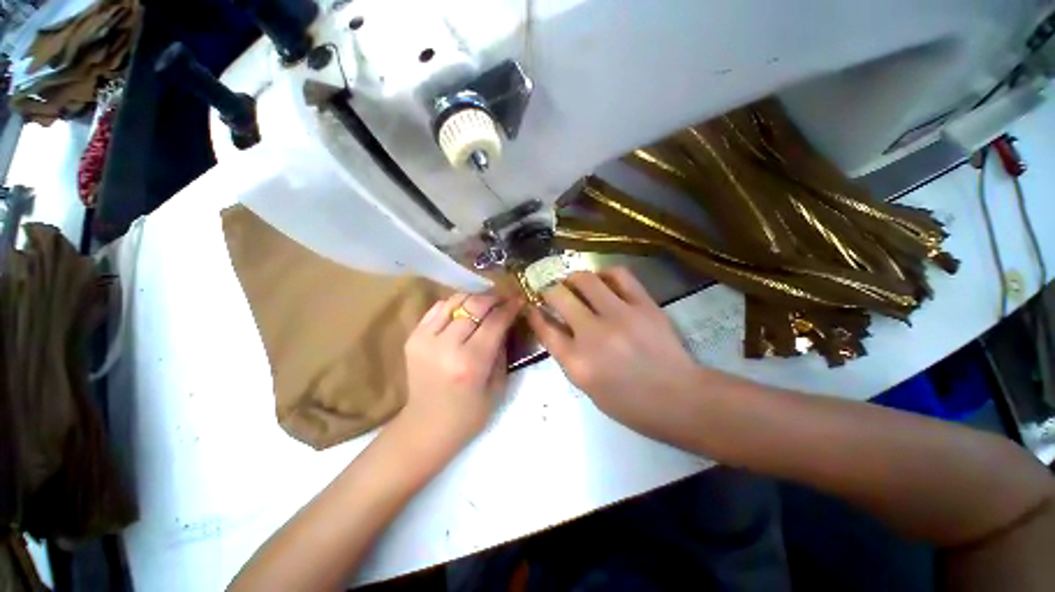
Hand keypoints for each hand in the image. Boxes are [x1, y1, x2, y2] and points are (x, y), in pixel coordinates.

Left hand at [396, 292, 521, 464]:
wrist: (426, 426)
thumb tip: (506, 320)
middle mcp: (446, 346)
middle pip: (474, 306)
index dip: (509, 307)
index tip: (518, 299)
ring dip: (474, 298)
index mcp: (470, 363)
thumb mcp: (497, 385)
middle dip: (493, 298)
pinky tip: (464, 311)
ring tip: (485, 302)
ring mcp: (424, 340)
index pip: (494, 322)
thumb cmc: (469, 413)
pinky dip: (454, 305)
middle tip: (504, 297)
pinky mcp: (413, 338)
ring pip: (454, 301)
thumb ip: (502, 348)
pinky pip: (437, 309)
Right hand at [526, 268, 702, 437]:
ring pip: (585, 279)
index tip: (531, 305)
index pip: (544, 327)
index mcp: (577, 362)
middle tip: (552, 291)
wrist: (679, 398)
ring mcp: (620, 315)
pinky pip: (619, 275)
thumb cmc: (629, 402)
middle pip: (559, 296)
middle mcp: (593, 334)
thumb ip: (567, 356)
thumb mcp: (586, 387)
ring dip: (573, 278)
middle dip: (549, 290)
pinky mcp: (644, 305)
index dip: (533, 313)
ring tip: (574, 283)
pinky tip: (603, 281)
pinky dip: (605, 273)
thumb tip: (555, 326)